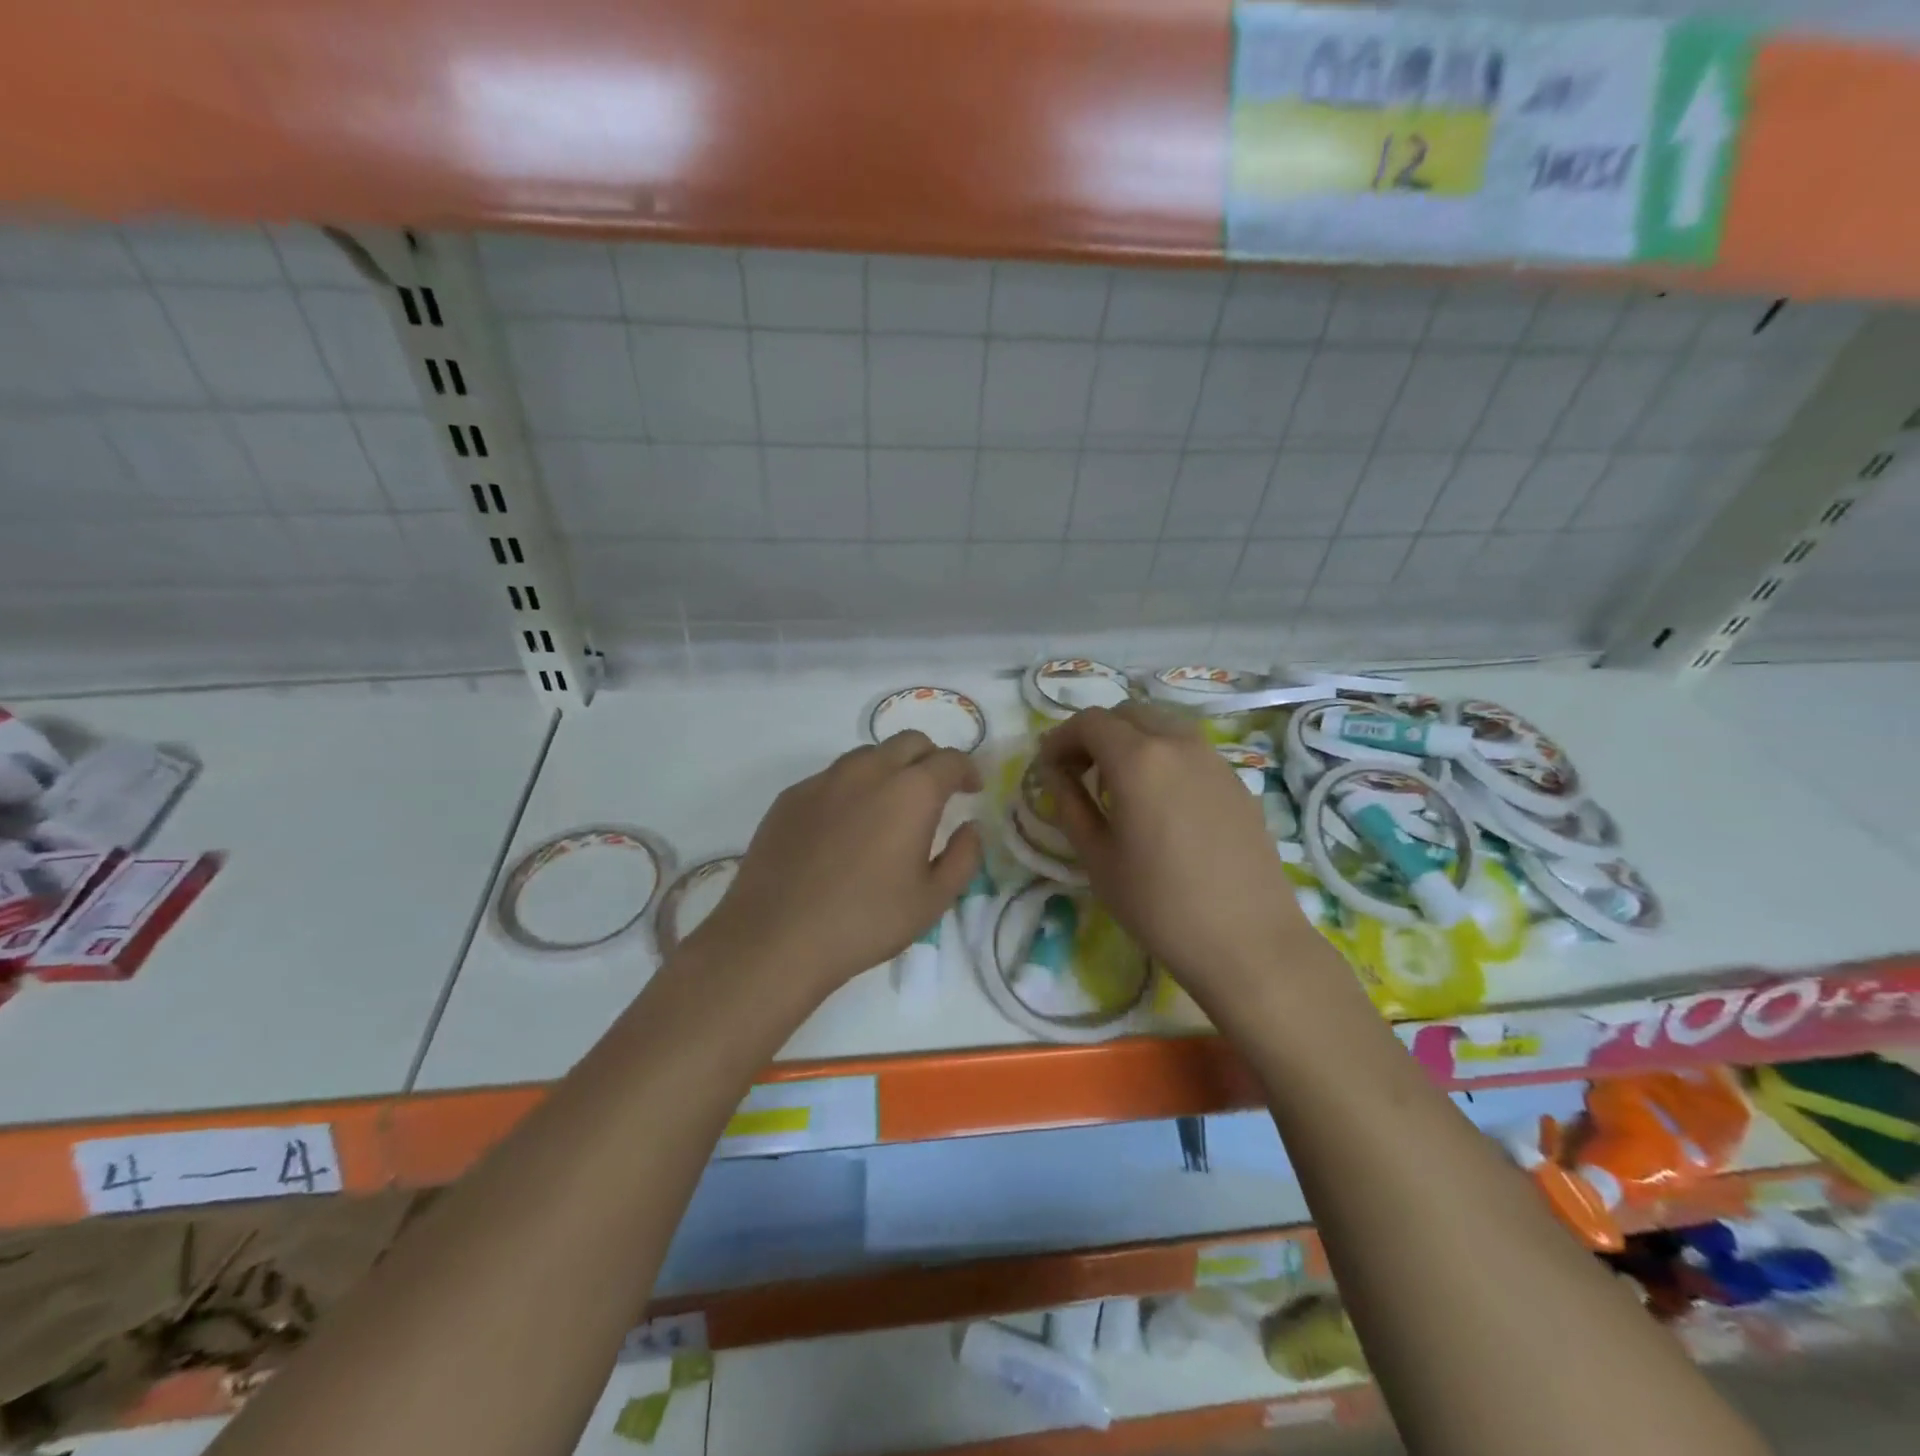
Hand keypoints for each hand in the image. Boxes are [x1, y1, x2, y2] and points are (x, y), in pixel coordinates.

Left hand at [689, 732, 982, 992]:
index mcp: (911, 791)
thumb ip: (963, 858)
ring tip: (890, 806)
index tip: (971, 790)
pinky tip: (845, 826)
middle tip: (936, 791)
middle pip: (910, 742)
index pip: (951, 760)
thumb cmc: (865, 921)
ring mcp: (825, 779)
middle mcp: (869, 771)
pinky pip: (832, 777)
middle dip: (931, 759)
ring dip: (890, 768)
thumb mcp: (932, 901)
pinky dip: (852, 788)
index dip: (968, 771)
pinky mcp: (792, 796)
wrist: (776, 937)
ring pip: (868, 755)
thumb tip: (970, 829)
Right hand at [1035, 703, 1322, 1005]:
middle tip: (1079, 772)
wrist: (1248, 942)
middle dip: (1096, 734)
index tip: (1048, 768)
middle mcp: (1179, 744)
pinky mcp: (1237, 782)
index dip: (1061, 739)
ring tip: (1119, 785)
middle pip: (1128, 713)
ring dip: (1132, 740)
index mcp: (1138, 759)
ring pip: (1164, 725)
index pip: (1089, 722)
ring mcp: (1214, 760)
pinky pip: (1190, 750)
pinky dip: (1163, 757)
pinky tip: (1160, 802)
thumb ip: (1070, 805)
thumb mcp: (1097, 858)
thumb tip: (1055, 774)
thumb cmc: (1159, 905)